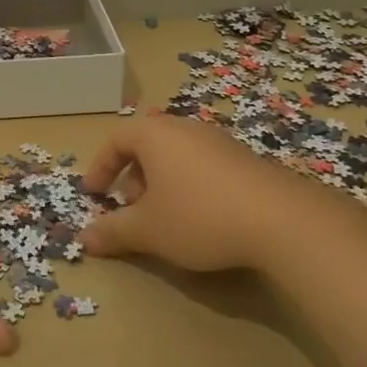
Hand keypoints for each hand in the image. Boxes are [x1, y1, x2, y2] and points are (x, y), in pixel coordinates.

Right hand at [82, 115, 349, 272]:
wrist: (283, 220)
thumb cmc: (199, 216)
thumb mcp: (148, 230)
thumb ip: (113, 231)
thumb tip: (84, 238)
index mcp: (155, 134)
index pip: (116, 140)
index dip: (100, 167)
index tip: (93, 194)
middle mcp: (185, 128)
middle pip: (147, 145)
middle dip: (132, 177)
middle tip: (129, 209)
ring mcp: (219, 141)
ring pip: (176, 155)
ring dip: (161, 183)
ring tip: (164, 218)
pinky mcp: (246, 159)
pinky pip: (203, 165)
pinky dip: (189, 185)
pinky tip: (201, 219)